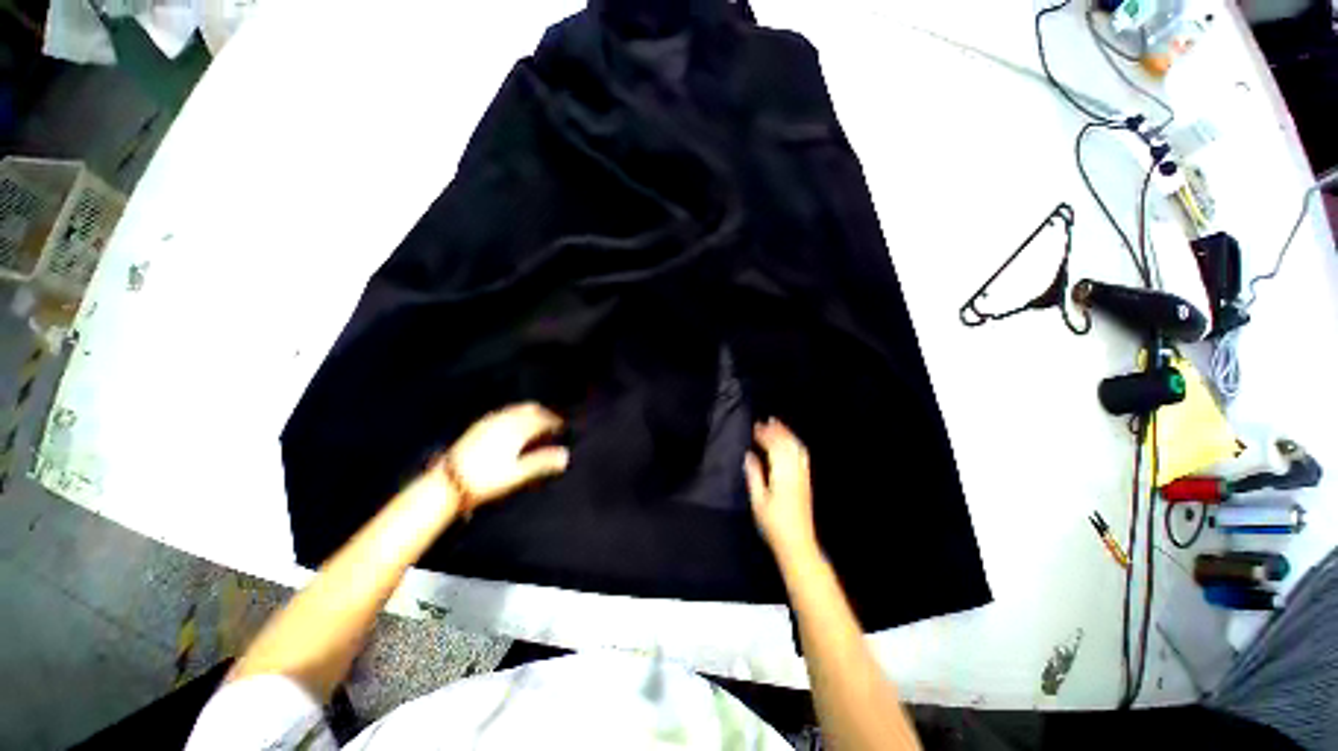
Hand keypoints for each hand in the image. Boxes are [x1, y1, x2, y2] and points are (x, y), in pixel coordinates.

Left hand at [445, 402, 569, 510]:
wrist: (449, 482)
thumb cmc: (487, 480)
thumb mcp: (518, 473)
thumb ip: (542, 462)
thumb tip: (566, 455)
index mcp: (516, 430)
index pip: (540, 420)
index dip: (553, 422)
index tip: (562, 427)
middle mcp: (504, 421)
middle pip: (529, 410)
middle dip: (542, 414)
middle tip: (551, 421)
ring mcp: (489, 422)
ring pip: (515, 409)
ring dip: (528, 412)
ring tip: (535, 420)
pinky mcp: (478, 426)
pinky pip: (502, 412)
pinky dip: (514, 413)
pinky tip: (511, 422)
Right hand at [744, 419, 819, 561]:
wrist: (798, 543)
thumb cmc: (773, 524)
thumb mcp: (758, 501)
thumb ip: (754, 475)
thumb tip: (749, 455)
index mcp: (782, 474)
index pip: (774, 447)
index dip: (765, 435)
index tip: (755, 427)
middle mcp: (795, 471)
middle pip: (787, 444)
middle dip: (776, 431)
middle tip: (765, 421)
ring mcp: (803, 476)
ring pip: (797, 448)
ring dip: (787, 434)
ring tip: (777, 424)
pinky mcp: (806, 481)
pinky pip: (802, 455)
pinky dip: (795, 444)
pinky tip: (790, 442)